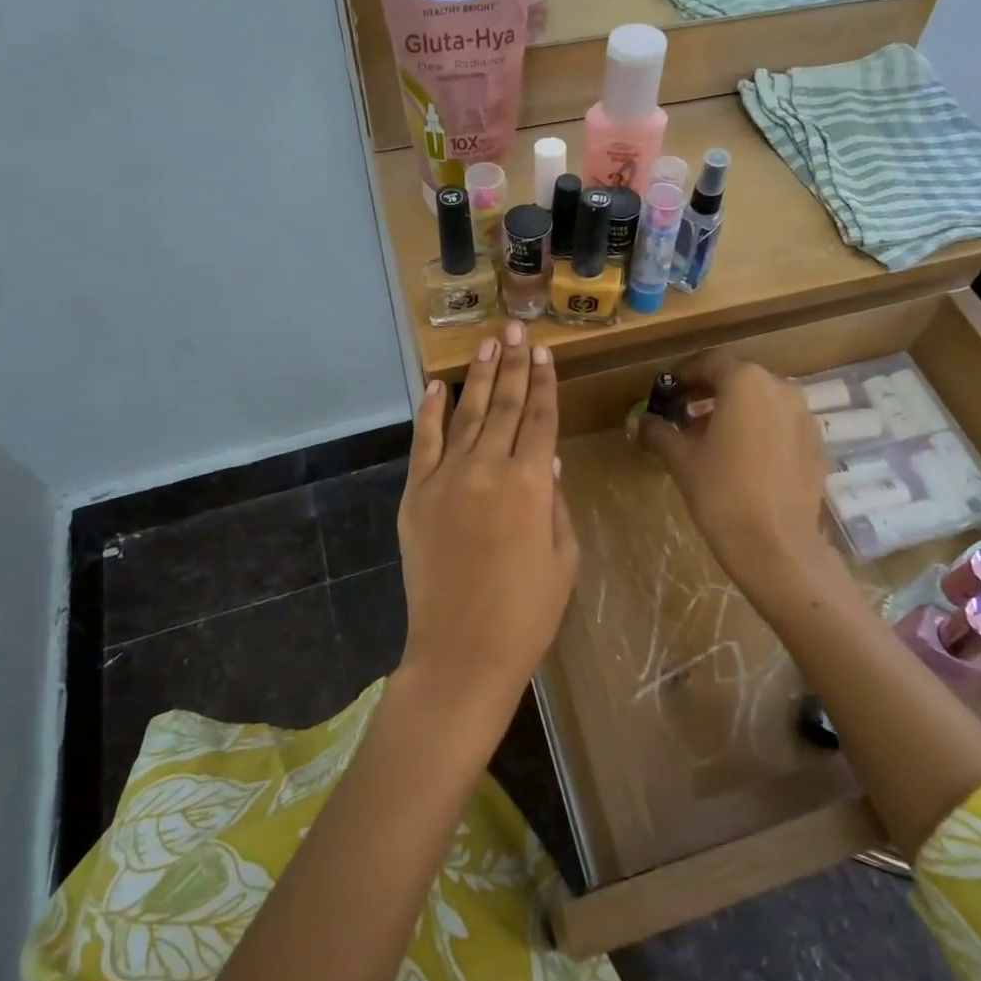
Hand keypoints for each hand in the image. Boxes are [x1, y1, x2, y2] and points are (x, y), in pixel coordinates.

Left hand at [395, 321, 578, 723]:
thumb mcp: (564, 558)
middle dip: (513, 364)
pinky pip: (425, 443)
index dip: (544, 384)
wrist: (462, 651)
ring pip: (467, 414)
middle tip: (516, 329)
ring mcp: (447, 478)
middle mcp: (489, 468)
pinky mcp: (416, 494)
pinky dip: (431, 412)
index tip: (544, 353)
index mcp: (532, 484)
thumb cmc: (528, 612)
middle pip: (504, 405)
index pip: (540, 419)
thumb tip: (549, 461)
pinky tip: (438, 386)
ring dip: (478, 375)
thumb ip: (556, 503)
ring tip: (488, 342)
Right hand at [637, 351, 829, 597]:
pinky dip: (759, 429)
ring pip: (762, 401)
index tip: (667, 391)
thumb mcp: (680, 458)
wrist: (776, 546)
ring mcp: (804, 416)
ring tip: (711, 437)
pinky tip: (742, 457)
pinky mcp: (816, 444)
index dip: (683, 374)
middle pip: (738, 378)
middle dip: (709, 391)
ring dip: (735, 410)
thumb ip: (658, 431)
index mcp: (745, 381)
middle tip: (684, 412)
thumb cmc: (721, 492)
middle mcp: (779, 387)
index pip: (709, 362)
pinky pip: (781, 424)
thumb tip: (639, 422)